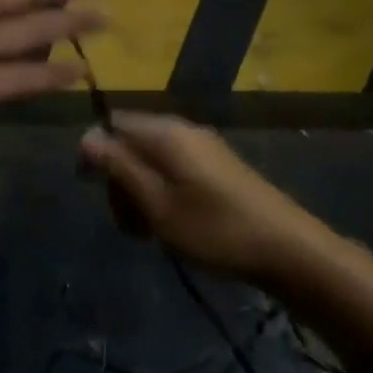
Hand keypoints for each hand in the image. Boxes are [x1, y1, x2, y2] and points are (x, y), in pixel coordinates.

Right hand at [79, 113, 319, 284]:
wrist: (287, 249)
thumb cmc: (214, 228)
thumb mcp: (156, 204)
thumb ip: (119, 168)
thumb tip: (85, 137)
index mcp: (165, 132)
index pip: (113, 123)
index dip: (97, 153)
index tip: (94, 191)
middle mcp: (182, 130)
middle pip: (131, 142)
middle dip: (120, 179)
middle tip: (128, 224)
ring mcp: (203, 147)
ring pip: (152, 160)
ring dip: (140, 192)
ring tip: (149, 232)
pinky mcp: (217, 167)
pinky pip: (174, 170)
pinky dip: (163, 194)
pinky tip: (172, 226)